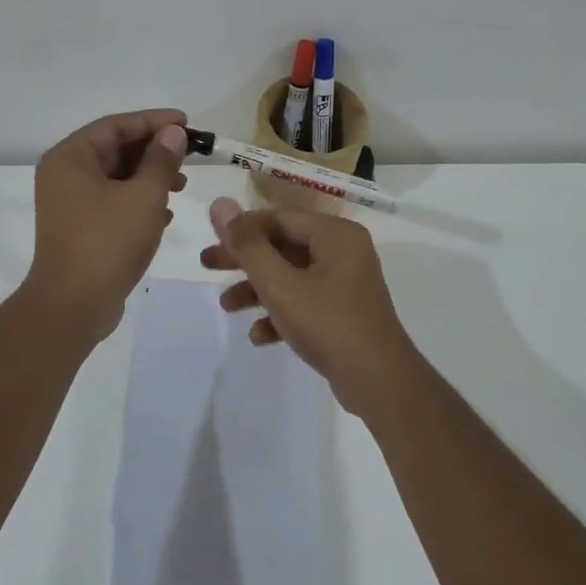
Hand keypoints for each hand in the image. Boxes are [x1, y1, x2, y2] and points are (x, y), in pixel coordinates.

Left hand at [25, 109, 188, 341]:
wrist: (74, 305)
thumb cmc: (108, 242)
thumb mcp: (144, 196)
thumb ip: (161, 161)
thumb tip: (173, 133)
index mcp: (71, 158)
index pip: (116, 126)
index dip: (153, 121)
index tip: (186, 123)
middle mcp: (64, 175)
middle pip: (114, 149)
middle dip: (154, 151)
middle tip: (189, 155)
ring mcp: (70, 204)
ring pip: (116, 178)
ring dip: (149, 178)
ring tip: (182, 187)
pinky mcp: (80, 229)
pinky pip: (112, 203)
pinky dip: (138, 202)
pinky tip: (165, 215)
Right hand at [199, 197, 413, 404]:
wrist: (379, 381)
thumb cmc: (328, 323)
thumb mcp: (280, 284)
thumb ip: (247, 245)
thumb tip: (219, 204)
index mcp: (335, 234)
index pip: (279, 218)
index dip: (242, 228)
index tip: (210, 242)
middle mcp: (344, 251)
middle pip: (283, 246)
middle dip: (245, 260)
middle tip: (207, 265)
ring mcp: (346, 283)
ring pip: (291, 276)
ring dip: (257, 289)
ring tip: (226, 306)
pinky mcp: (344, 312)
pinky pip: (305, 302)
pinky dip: (280, 313)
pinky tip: (258, 336)